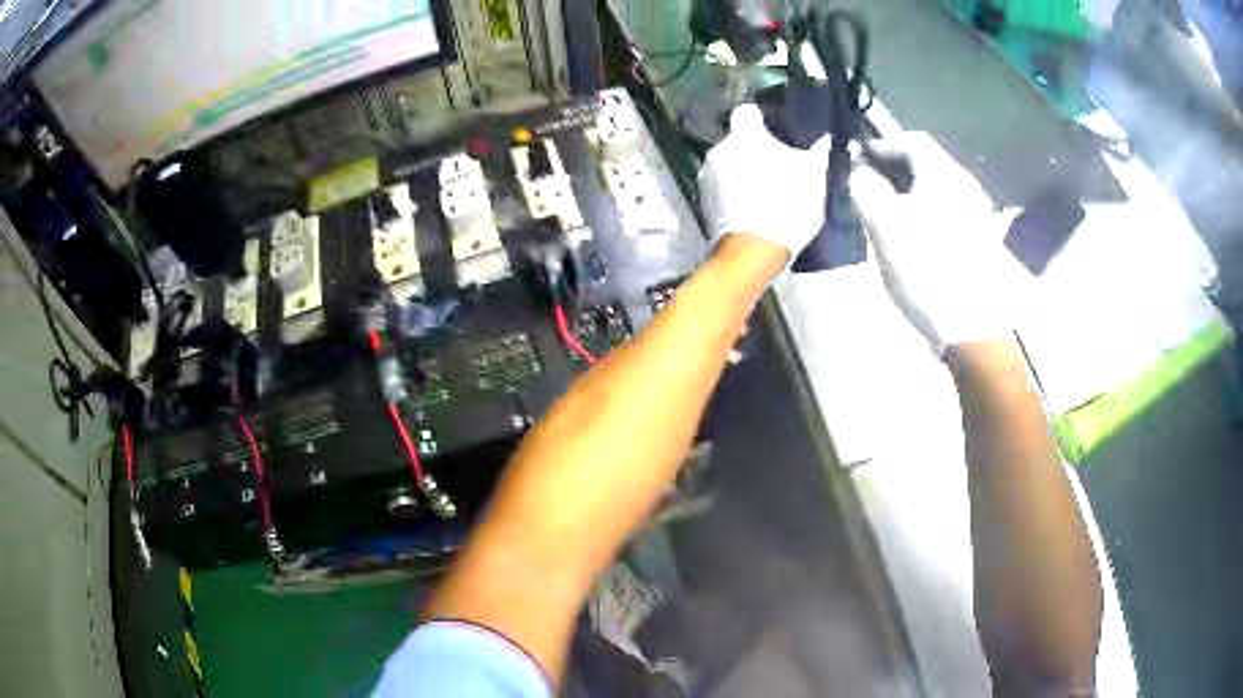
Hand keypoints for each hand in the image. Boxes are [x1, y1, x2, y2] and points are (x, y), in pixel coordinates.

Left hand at [698, 105, 832, 260]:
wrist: (754, 252)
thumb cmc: (787, 206)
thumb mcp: (814, 178)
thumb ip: (818, 153)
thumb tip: (825, 140)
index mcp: (745, 136)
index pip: (748, 112)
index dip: (761, 120)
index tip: (774, 133)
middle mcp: (719, 149)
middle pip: (739, 141)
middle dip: (755, 151)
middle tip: (777, 168)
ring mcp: (707, 175)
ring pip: (728, 164)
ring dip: (742, 172)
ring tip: (764, 192)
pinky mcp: (702, 200)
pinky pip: (721, 186)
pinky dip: (733, 192)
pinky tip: (751, 208)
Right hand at [851, 132, 1030, 356]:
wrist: (969, 328)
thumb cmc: (925, 269)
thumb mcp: (884, 226)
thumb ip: (865, 187)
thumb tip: (858, 167)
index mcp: (945, 175)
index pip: (911, 141)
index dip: (881, 145)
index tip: (857, 161)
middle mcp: (965, 187)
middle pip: (925, 164)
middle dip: (893, 170)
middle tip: (867, 188)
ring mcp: (976, 215)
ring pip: (935, 189)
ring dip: (907, 193)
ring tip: (884, 214)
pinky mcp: (978, 241)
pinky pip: (945, 212)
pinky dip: (923, 212)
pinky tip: (911, 237)